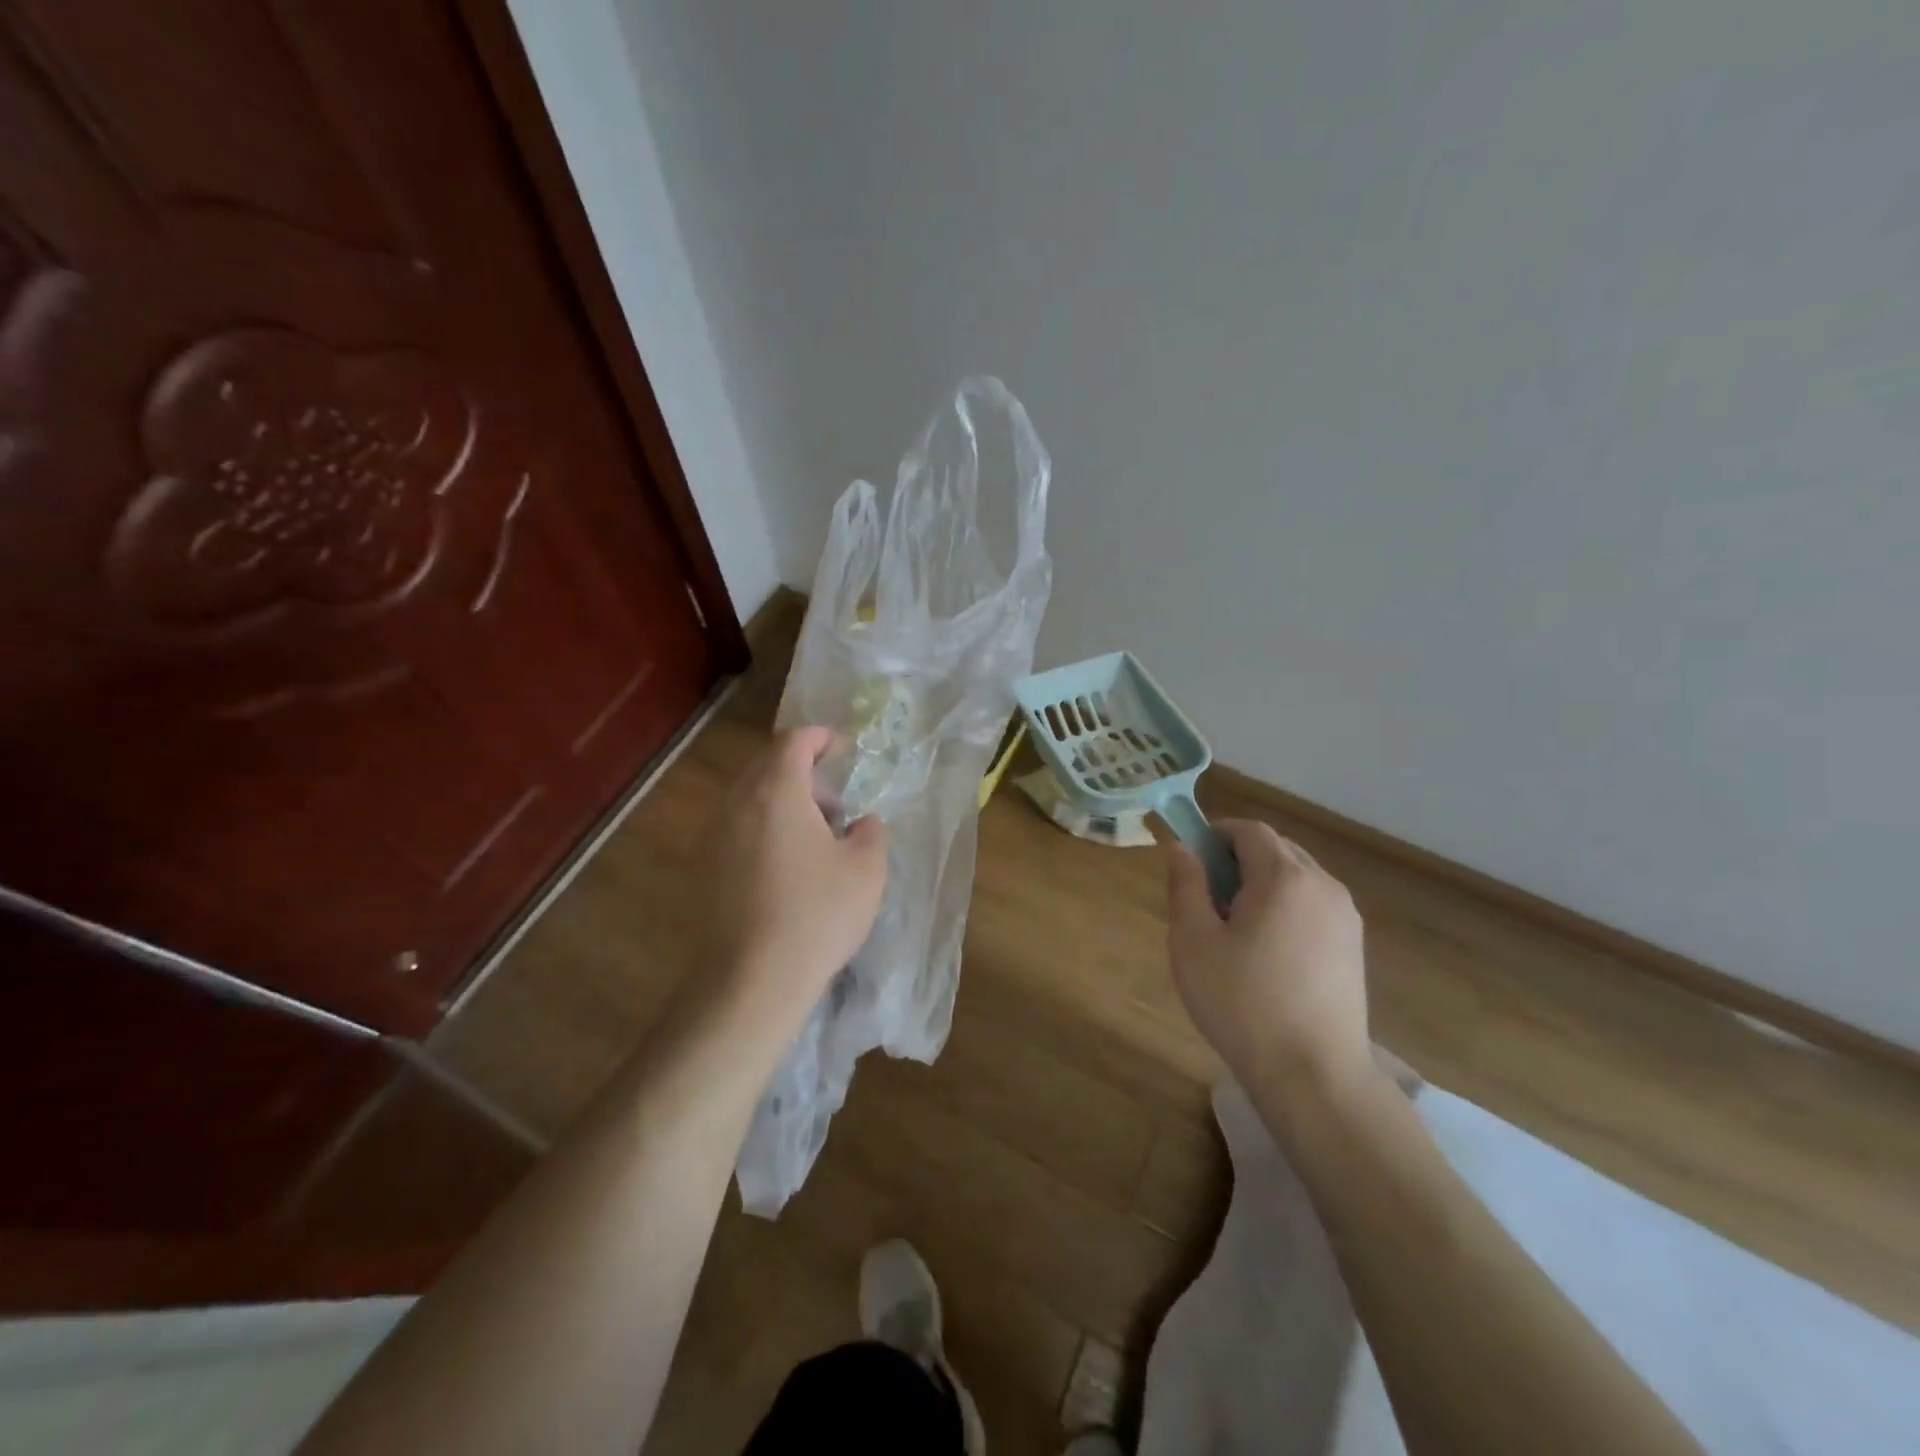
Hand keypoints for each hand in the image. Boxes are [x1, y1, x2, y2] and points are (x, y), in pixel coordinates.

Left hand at [697, 726, 888, 1037]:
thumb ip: (870, 832)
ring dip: (783, 800)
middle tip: (835, 800)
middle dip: (803, 771)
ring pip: (750, 797)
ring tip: (816, 835)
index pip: (794, 741)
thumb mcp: (866, 869)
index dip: (821, 738)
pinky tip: (789, 863)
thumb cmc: (817, 914)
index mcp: (777, 791)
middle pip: (767, 765)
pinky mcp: (705, 867)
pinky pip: (738, 826)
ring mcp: (715, 836)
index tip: (844, 750)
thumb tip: (861, 823)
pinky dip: (765, 826)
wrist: (751, 979)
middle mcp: (738, 803)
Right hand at [1166, 820, 1372, 1109]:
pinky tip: (1269, 950)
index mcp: (1284, 877)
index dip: (1217, 834)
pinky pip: (1314, 904)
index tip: (1192, 859)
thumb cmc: (1242, 1003)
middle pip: (1277, 849)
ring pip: (1298, 876)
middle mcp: (1323, 885)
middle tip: (1208, 895)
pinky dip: (1287, 906)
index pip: (1250, 830)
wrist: (1313, 1075)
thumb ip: (1185, 886)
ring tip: (1237, 926)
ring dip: (1264, 882)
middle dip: (1239, 858)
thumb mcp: (1193, 942)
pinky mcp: (1354, 946)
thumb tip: (1182, 849)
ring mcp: (1345, 917)